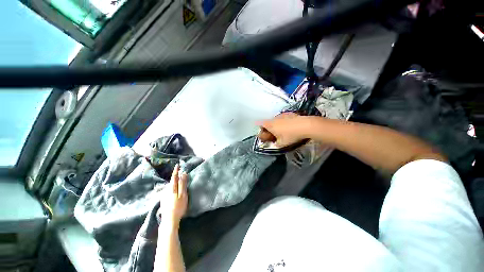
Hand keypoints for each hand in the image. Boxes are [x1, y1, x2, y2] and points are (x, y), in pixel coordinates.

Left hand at [160, 164, 187, 229]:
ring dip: (174, 183)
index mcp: (172, 188)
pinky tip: (174, 192)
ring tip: (178, 183)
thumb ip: (183, 184)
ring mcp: (164, 195)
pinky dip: (172, 188)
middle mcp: (166, 190)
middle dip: (176, 177)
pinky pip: (168, 191)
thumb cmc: (178, 207)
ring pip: (170, 186)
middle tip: (180, 175)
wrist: (169, 220)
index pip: (174, 177)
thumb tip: (183, 174)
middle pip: (172, 181)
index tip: (177, 165)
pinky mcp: (163, 200)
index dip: (176, 171)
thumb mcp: (183, 195)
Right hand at [256, 112, 307, 146]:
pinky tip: (290, 127)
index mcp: (270, 125)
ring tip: (283, 131)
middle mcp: (274, 118)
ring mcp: (282, 115)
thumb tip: (274, 144)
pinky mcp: (289, 113)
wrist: (305, 125)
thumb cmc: (290, 135)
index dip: (260, 128)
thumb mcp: (282, 144)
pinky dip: (283, 122)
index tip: (263, 133)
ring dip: (276, 125)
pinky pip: (283, 118)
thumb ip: (275, 144)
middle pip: (267, 122)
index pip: (260, 124)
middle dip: (268, 128)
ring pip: (275, 120)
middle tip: (273, 134)